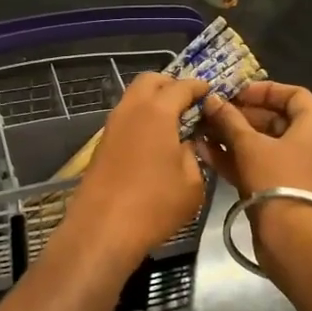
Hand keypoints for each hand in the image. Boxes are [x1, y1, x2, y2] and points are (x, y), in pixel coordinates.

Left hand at [59, 74, 211, 269]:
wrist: (102, 229)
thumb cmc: (154, 205)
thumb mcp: (192, 183)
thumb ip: (193, 155)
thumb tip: (186, 143)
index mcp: (157, 112)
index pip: (181, 86)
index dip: (198, 86)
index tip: (210, 92)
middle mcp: (131, 110)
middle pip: (149, 81)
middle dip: (170, 84)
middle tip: (189, 102)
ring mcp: (112, 126)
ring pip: (133, 98)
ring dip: (152, 101)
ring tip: (173, 122)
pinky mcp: (102, 144)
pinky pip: (125, 118)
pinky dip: (141, 118)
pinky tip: (154, 141)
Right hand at [197, 80, 311, 201]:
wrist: (293, 238)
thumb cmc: (276, 181)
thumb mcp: (249, 145)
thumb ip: (229, 120)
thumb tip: (212, 100)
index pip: (294, 95)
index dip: (265, 90)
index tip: (237, 93)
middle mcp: (309, 145)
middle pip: (275, 120)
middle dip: (241, 115)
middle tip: (212, 113)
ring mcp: (295, 170)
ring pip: (263, 145)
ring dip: (233, 137)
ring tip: (202, 132)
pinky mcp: (281, 190)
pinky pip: (258, 166)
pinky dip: (236, 158)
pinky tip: (206, 153)